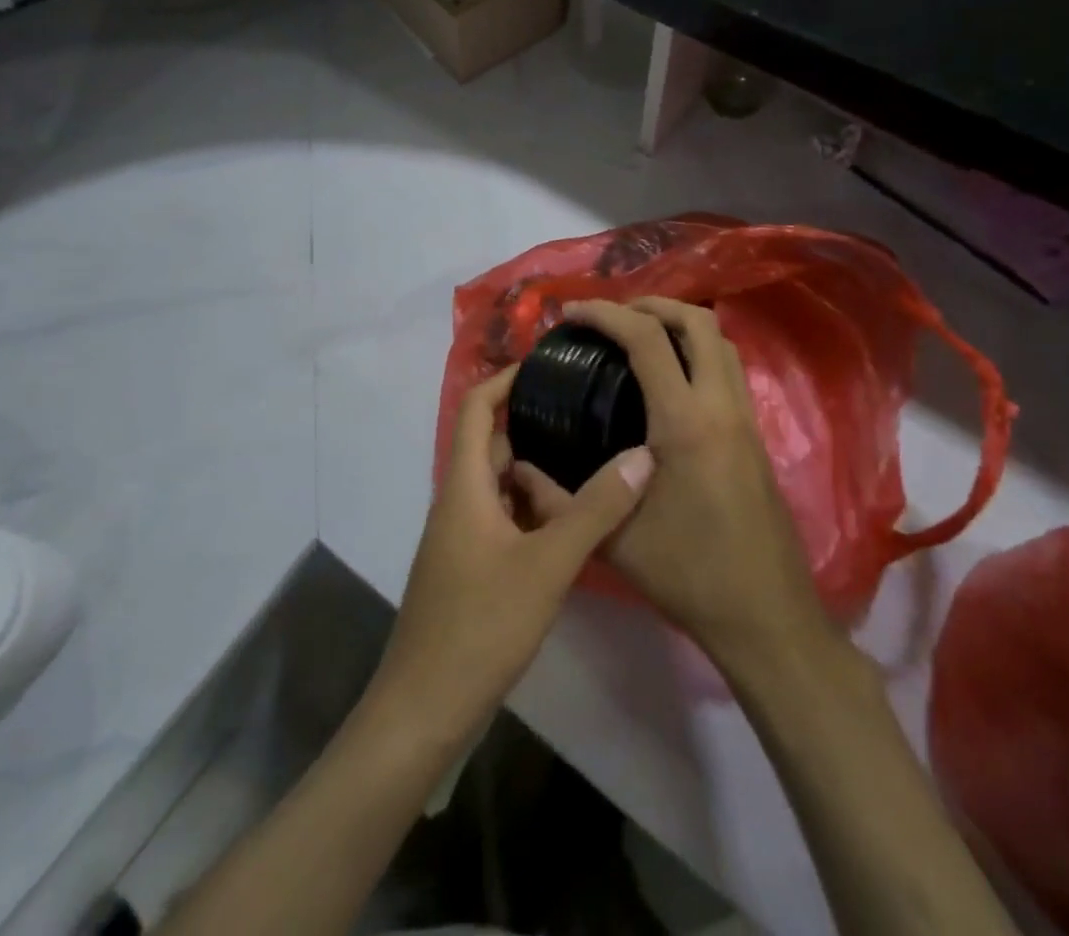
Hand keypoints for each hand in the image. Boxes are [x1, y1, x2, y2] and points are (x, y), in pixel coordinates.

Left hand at [370, 365, 655, 745]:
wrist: (426, 707)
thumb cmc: (480, 624)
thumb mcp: (547, 564)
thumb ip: (595, 510)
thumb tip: (642, 455)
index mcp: (465, 486)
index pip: (475, 409)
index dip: (504, 379)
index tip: (546, 362)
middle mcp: (459, 501)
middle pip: (492, 444)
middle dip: (533, 422)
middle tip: (586, 409)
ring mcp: (462, 537)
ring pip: (500, 484)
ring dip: (538, 468)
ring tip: (589, 454)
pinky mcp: (471, 567)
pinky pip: (503, 517)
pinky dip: (533, 506)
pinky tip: (571, 517)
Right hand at [513, 298, 821, 670]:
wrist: (767, 616)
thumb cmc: (689, 576)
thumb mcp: (614, 541)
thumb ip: (561, 500)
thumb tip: (518, 470)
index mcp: (685, 424)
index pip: (647, 339)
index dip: (606, 314)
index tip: (572, 313)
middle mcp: (722, 408)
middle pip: (698, 322)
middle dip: (652, 305)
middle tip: (611, 317)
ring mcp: (745, 420)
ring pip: (722, 343)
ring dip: (680, 325)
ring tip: (638, 338)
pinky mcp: (755, 437)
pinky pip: (729, 370)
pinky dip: (698, 353)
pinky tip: (669, 381)